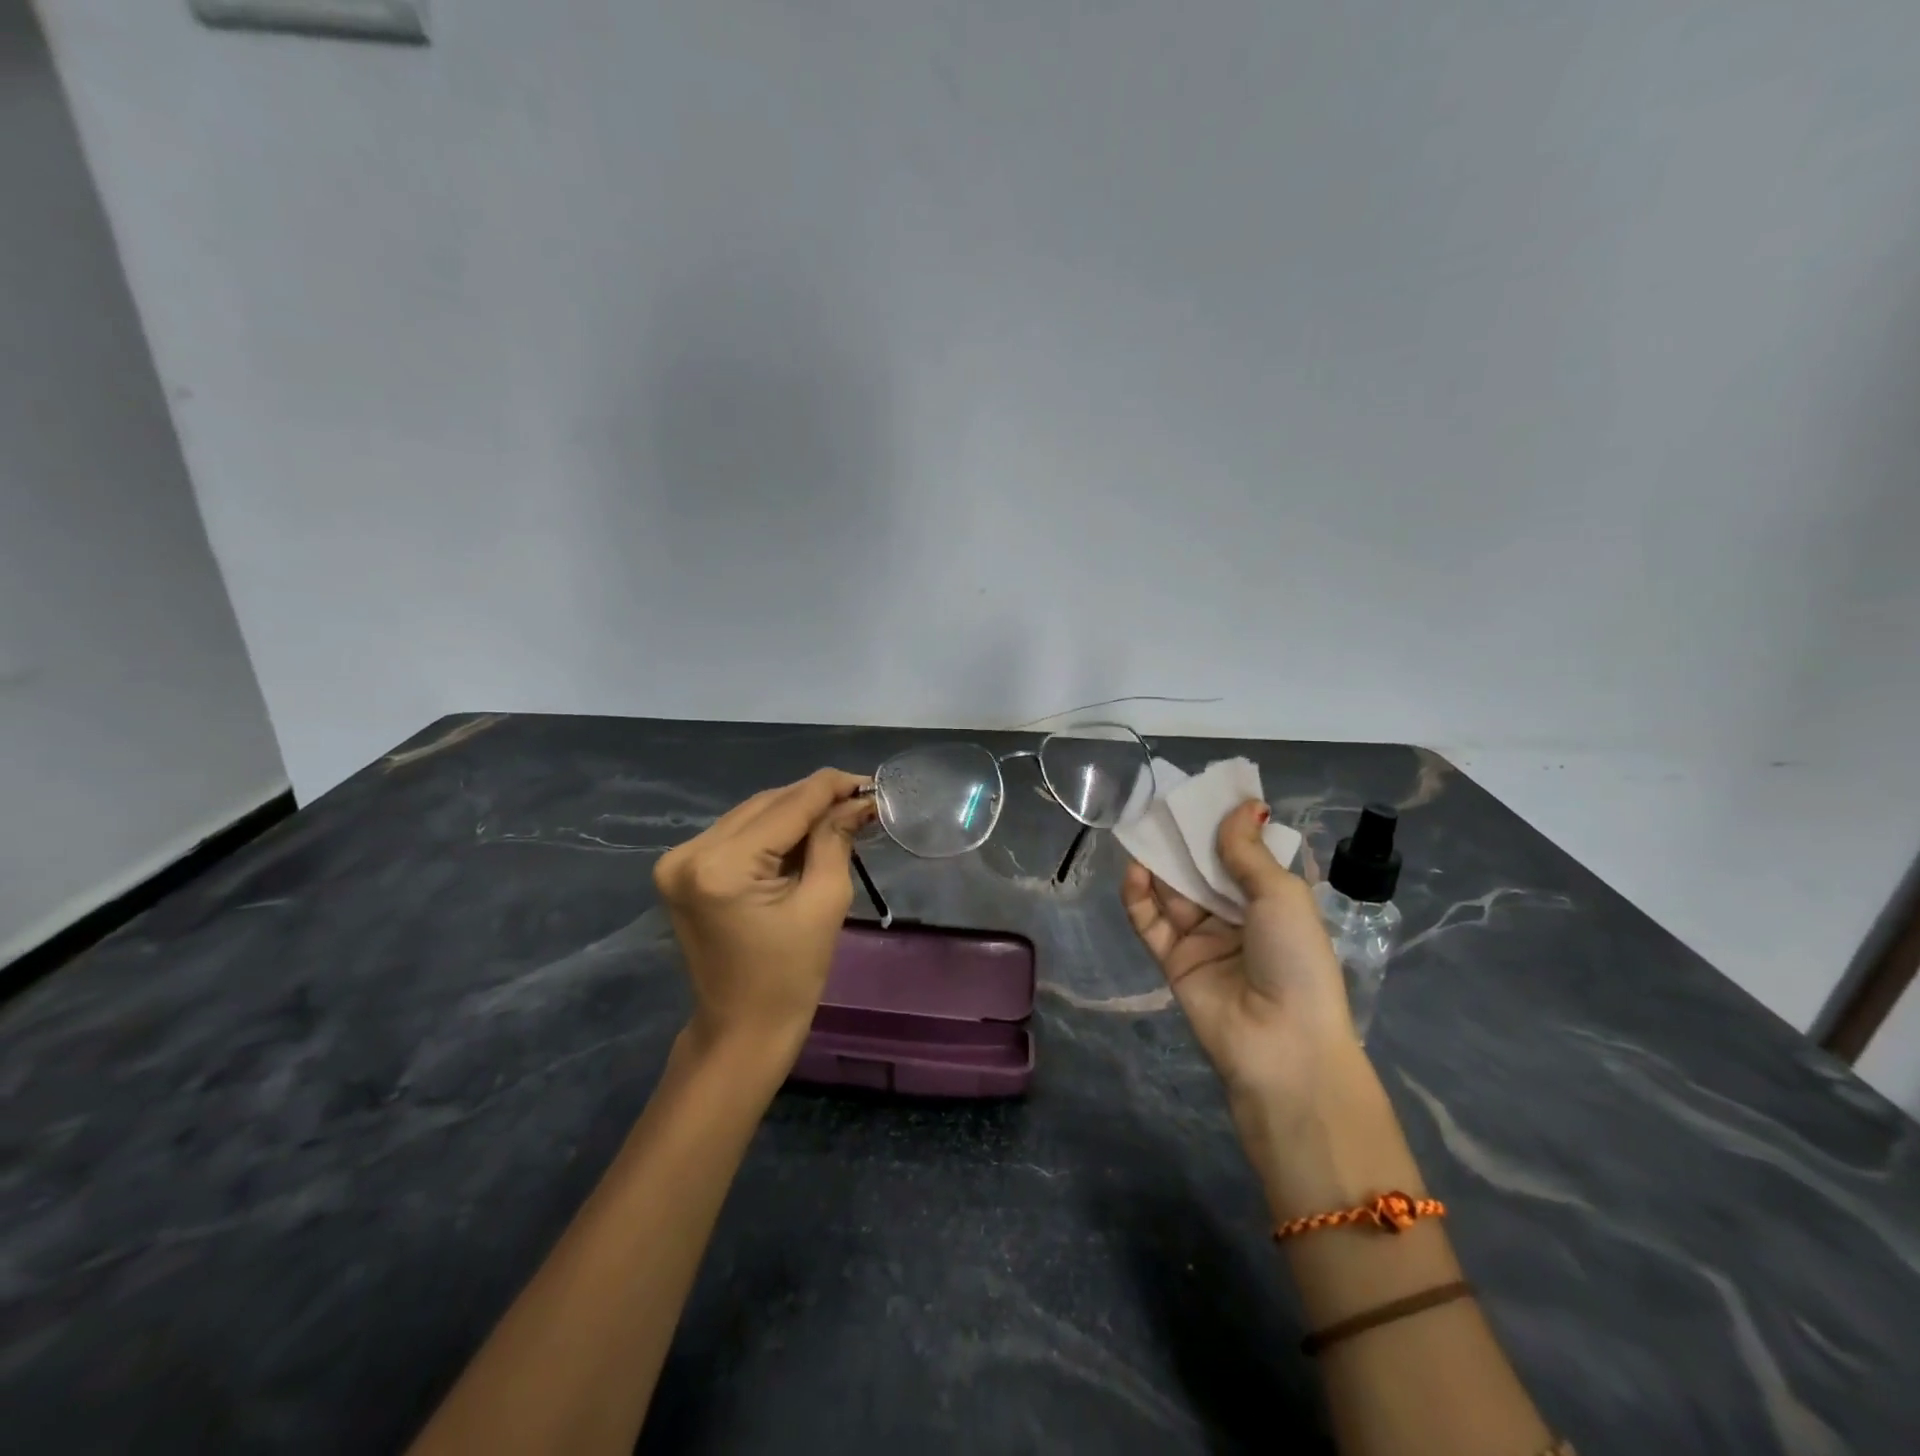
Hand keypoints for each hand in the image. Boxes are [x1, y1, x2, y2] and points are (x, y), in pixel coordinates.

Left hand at [654, 769, 874, 1061]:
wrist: (741, 1030)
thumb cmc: (791, 977)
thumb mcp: (824, 902)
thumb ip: (836, 839)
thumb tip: (857, 800)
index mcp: (722, 865)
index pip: (787, 806)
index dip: (831, 788)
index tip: (869, 781)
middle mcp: (690, 852)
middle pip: (766, 804)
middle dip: (814, 799)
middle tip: (859, 799)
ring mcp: (679, 860)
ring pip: (751, 814)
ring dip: (794, 812)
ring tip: (838, 815)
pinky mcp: (681, 870)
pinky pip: (736, 833)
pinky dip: (772, 831)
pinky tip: (804, 834)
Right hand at [1122, 800, 1370, 1135]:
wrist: (1281, 1044)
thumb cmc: (1295, 959)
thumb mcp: (1280, 895)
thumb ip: (1247, 851)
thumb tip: (1244, 803)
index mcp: (1271, 900)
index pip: (1242, 854)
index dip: (1223, 825)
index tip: (1202, 793)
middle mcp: (1236, 915)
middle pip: (1202, 869)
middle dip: (1184, 839)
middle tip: (1160, 804)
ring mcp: (1202, 938)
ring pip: (1172, 891)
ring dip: (1158, 863)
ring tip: (1141, 830)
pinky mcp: (1173, 960)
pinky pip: (1151, 922)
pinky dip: (1139, 897)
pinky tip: (1135, 871)